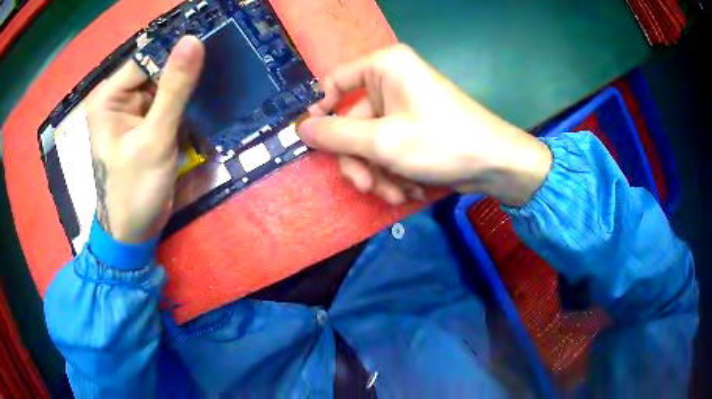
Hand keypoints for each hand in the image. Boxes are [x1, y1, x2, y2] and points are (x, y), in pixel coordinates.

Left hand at [86, 36, 204, 242]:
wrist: (134, 232)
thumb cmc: (135, 190)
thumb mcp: (154, 139)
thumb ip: (174, 90)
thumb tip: (194, 39)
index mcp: (109, 97)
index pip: (147, 57)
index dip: (177, 50)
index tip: (215, 41)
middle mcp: (118, 97)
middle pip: (156, 69)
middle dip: (186, 69)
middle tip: (223, 61)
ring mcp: (132, 110)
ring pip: (166, 84)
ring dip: (190, 86)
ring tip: (220, 78)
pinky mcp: (145, 123)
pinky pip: (169, 102)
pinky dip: (187, 103)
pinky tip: (207, 100)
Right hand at [298, 44, 551, 206]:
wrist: (494, 164)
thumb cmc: (440, 142)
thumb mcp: (381, 141)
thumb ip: (335, 136)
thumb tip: (301, 130)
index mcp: (384, 67)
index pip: (335, 82)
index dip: (321, 111)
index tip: (315, 143)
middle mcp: (392, 81)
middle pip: (353, 122)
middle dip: (360, 160)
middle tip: (366, 186)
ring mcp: (404, 107)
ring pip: (370, 142)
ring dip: (378, 173)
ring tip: (395, 194)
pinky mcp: (414, 129)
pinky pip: (389, 149)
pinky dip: (394, 172)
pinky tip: (410, 189)